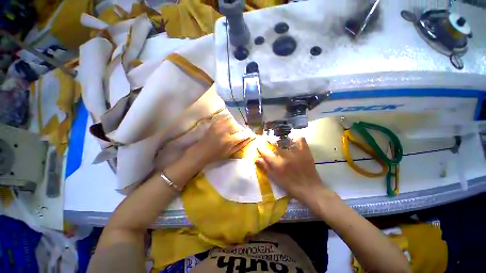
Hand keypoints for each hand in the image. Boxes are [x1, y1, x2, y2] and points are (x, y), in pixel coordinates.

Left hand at [191, 113, 252, 166]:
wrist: (201, 152)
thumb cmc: (216, 155)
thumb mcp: (230, 153)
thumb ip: (240, 145)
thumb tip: (249, 139)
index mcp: (229, 141)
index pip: (243, 135)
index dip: (248, 134)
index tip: (251, 134)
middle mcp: (225, 132)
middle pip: (237, 126)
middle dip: (241, 129)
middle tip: (241, 132)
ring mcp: (218, 127)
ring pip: (231, 120)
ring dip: (235, 124)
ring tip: (234, 128)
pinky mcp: (214, 124)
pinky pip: (223, 117)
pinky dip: (228, 118)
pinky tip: (229, 121)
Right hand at [256, 137, 331, 204]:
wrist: (309, 189)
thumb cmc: (290, 185)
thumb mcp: (275, 178)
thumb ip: (265, 167)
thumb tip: (256, 159)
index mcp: (277, 164)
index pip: (265, 154)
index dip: (260, 149)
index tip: (258, 145)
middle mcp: (285, 157)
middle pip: (275, 145)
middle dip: (270, 141)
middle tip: (268, 140)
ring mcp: (296, 154)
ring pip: (287, 141)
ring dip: (282, 139)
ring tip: (280, 139)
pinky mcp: (305, 153)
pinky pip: (301, 141)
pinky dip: (297, 138)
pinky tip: (294, 139)